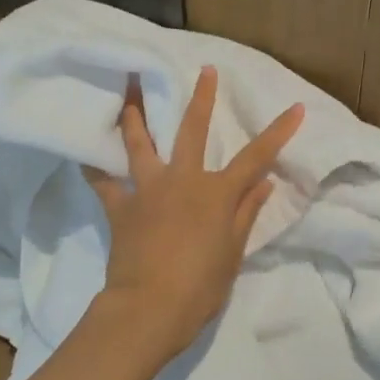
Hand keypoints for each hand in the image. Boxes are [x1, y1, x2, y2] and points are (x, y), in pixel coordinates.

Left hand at [86, 68, 302, 358]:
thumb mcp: (232, 252)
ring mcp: (147, 189)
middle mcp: (182, 180)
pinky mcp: (121, 207)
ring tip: (128, 86)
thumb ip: (246, 213)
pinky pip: (103, 182)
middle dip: (202, 98)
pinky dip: (95, 167)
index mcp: (216, 193)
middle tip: (205, 70)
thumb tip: (264, 182)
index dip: (278, 132)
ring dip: (135, 112)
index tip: (295, 107)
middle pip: (192, 130)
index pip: (256, 157)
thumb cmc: (200, 286)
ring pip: (139, 142)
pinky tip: (84, 153)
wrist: (148, 308)